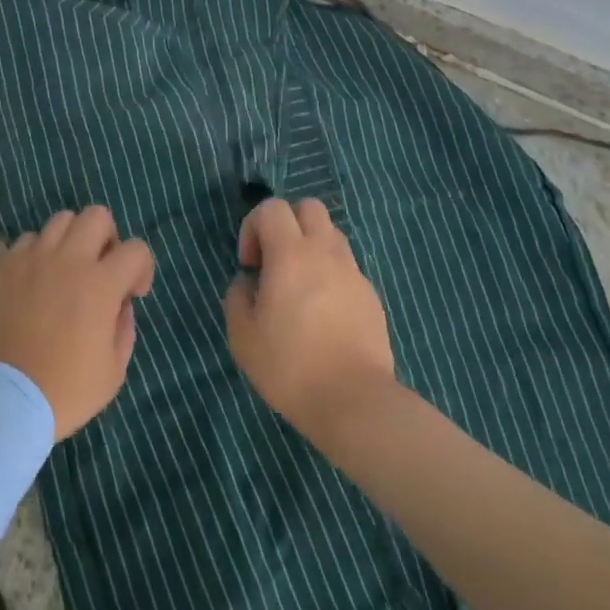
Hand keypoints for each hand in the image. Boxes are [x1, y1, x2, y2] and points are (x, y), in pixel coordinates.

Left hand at [0, 206, 155, 438]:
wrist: (4, 401)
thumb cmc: (65, 390)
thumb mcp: (113, 370)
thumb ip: (124, 327)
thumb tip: (120, 303)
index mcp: (101, 284)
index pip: (136, 250)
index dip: (142, 268)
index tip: (133, 294)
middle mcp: (69, 260)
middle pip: (97, 215)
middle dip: (107, 238)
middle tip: (100, 270)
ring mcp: (33, 258)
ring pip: (61, 220)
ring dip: (72, 240)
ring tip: (67, 270)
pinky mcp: (6, 266)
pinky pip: (29, 240)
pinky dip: (39, 252)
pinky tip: (37, 279)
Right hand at [225, 198, 395, 442]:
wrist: (355, 402)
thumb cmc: (291, 366)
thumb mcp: (243, 336)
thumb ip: (238, 297)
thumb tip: (249, 283)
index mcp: (290, 254)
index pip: (272, 207)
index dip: (253, 226)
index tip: (250, 265)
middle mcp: (324, 252)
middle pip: (309, 207)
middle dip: (287, 224)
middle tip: (276, 261)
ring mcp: (353, 272)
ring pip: (331, 234)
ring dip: (311, 247)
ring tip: (300, 286)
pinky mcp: (371, 296)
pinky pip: (347, 267)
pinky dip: (330, 274)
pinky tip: (323, 312)